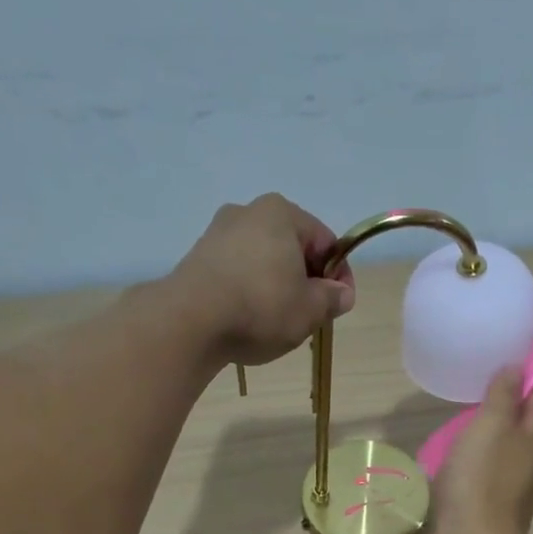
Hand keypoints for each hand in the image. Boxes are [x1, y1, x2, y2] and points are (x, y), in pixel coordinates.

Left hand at [166, 193, 354, 366]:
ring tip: (278, 321)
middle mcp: (248, 211)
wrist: (190, 321)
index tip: (339, 304)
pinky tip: (249, 319)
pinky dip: (249, 291)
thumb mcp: (310, 309)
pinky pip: (237, 272)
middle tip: (310, 315)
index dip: (339, 275)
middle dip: (306, 280)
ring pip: (263, 260)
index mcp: (282, 213)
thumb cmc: (261, 307)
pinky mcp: (197, 258)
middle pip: (292, 248)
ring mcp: (217, 233)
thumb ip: (332, 299)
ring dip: (277, 286)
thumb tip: (342, 294)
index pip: (325, 242)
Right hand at [429, 368, 532, 533]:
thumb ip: (503, 393)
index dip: (523, 374)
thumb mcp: (490, 425)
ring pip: (507, 444)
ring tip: (461, 418)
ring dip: (489, 432)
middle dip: (504, 403)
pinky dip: (479, 456)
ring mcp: (519, 482)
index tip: (498, 362)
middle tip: (474, 389)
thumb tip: (517, 367)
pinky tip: (458, 454)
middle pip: (524, 419)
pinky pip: (491, 467)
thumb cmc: (481, 478)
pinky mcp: (498, 500)